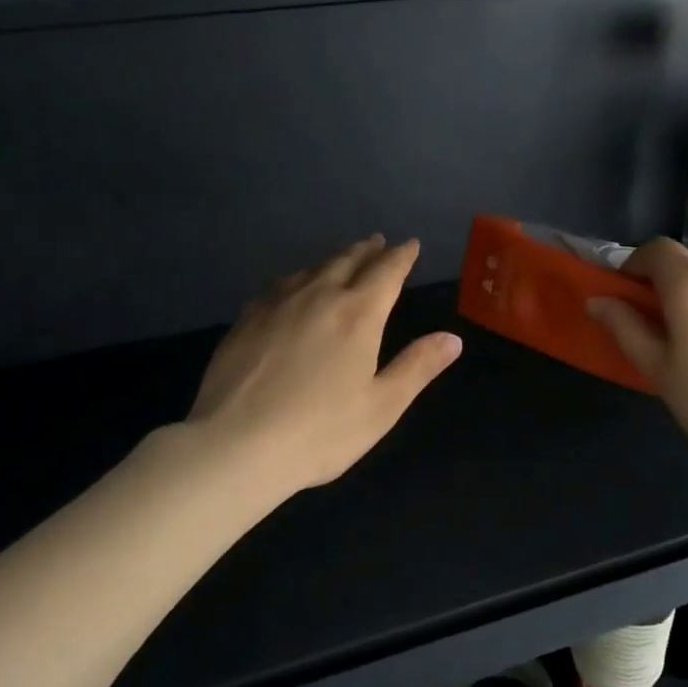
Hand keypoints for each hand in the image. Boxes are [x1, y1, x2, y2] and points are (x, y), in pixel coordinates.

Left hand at [189, 236, 461, 493]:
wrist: (235, 445)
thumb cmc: (320, 431)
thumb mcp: (382, 406)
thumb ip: (417, 367)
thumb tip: (452, 338)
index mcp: (358, 315)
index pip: (387, 272)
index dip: (401, 256)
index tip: (410, 244)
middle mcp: (318, 297)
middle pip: (347, 261)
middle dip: (367, 250)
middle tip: (377, 242)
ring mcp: (277, 305)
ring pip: (311, 269)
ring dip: (333, 259)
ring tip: (342, 257)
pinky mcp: (246, 320)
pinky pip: (279, 285)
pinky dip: (297, 278)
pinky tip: (292, 287)